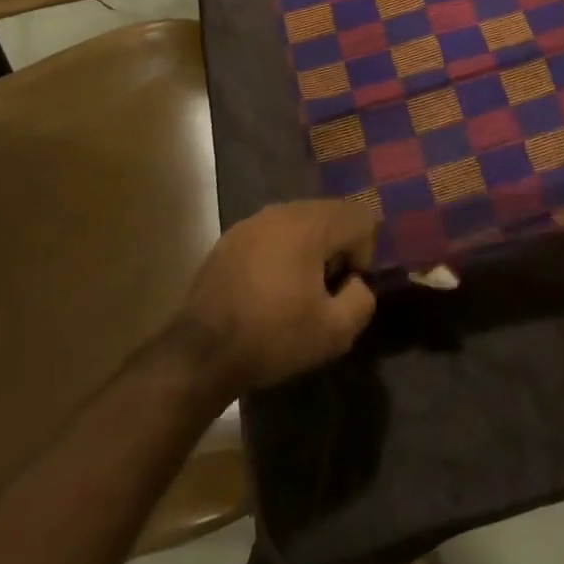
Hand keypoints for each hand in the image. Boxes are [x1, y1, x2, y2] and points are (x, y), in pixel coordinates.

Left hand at [178, 199, 379, 390]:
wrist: (200, 353)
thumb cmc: (272, 337)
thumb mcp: (334, 333)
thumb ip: (362, 300)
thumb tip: (356, 283)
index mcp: (313, 225)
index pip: (362, 218)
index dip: (363, 254)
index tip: (342, 288)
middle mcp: (285, 210)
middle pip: (332, 214)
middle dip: (337, 248)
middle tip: (321, 291)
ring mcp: (254, 220)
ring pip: (301, 222)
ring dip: (308, 249)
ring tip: (293, 291)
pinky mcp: (231, 236)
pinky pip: (272, 233)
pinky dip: (280, 253)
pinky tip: (265, 289)